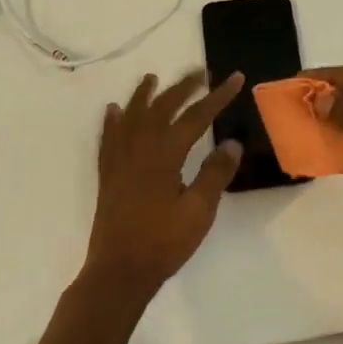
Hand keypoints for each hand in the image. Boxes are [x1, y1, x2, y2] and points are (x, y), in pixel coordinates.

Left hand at [85, 70, 244, 292]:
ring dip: (144, 95)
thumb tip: (232, 142)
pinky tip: (113, 111)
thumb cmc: (163, 242)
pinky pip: (108, 137)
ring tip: (152, 78)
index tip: (234, 78)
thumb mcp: (199, 211)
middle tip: (201, 72)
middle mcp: (140, 148)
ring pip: (132, 116)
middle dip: (183, 86)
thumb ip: (215, 174)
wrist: (119, 271)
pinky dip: (113, 120)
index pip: (196, 116)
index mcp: (165, 154)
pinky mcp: (108, 173)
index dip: (217, 96)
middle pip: (162, 107)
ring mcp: (120, 159)